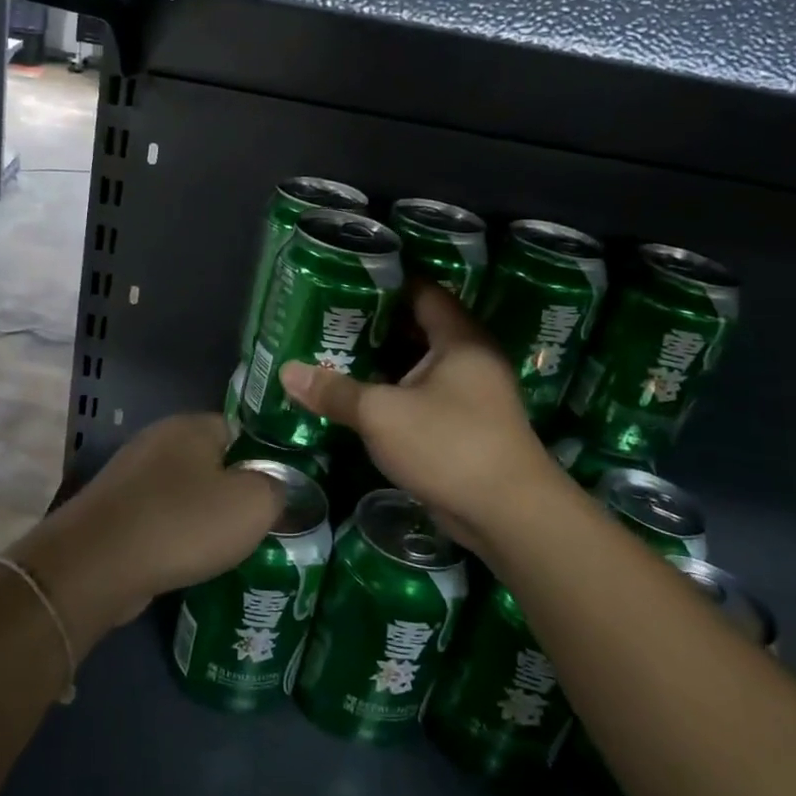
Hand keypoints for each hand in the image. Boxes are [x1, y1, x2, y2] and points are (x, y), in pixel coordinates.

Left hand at [7, 414, 282, 654]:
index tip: (281, 493)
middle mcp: (158, 439)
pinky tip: (188, 560)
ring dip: (203, 516)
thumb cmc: (182, 523)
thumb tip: (280, 486)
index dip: (265, 459)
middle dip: (234, 490)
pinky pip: (159, 515)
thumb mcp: (253, 504)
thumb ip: (278, 488)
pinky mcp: (114, 508)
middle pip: (212, 461)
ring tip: (228, 548)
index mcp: (192, 425)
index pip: (242, 430)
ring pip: (184, 491)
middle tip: (260, 524)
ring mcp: (131, 474)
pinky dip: (175, 534)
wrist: (98, 564)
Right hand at [281, 284, 563, 545]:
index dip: (385, 283)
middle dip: (374, 323)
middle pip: (417, 327)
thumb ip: (334, 391)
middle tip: (329, 317)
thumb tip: (286, 371)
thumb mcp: (381, 414)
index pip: (422, 291)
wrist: (509, 516)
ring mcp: (470, 394)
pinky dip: (393, 391)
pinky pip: (422, 395)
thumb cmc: (449, 445)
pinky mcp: (463, 426)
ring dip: (382, 361)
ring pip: (418, 365)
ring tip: (334, 351)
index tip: (344, 279)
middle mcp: (469, 359)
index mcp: (459, 339)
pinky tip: (358, 394)